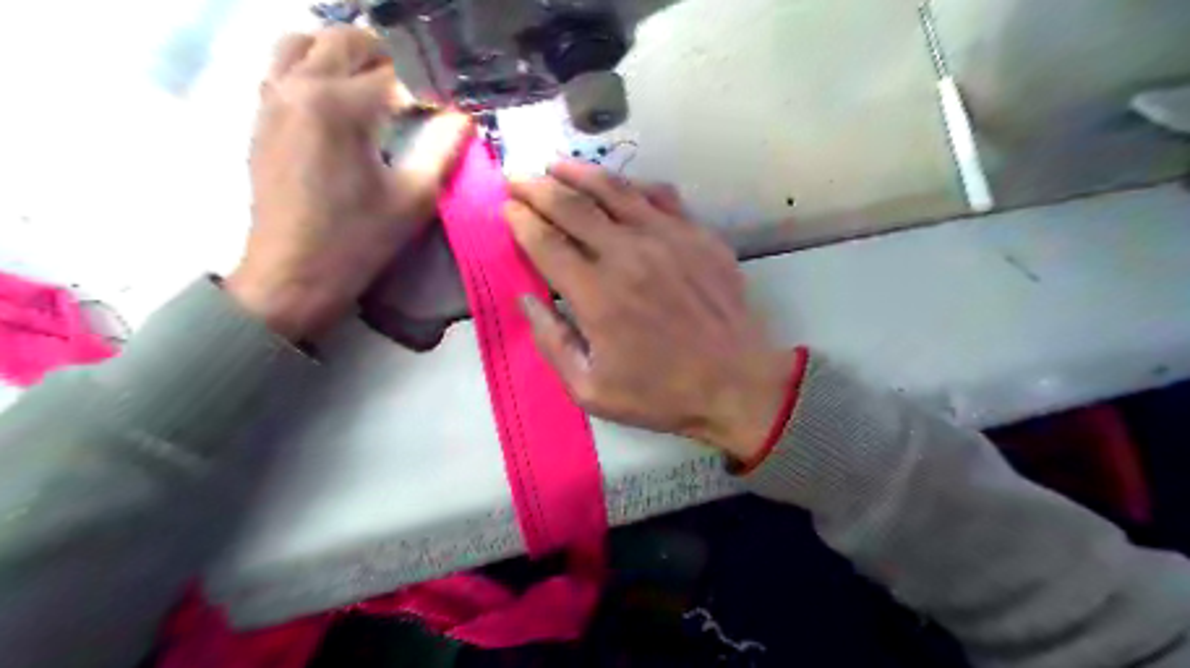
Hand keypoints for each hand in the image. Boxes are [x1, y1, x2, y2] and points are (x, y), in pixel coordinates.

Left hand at [228, 22, 474, 339]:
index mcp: (339, 106)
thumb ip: (443, 149)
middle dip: (388, 60)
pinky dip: (315, 69)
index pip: (394, 72)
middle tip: (416, 93)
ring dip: (344, 55)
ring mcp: (272, 99)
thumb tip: (464, 117)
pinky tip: (341, 106)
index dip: (428, 87)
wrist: (292, 275)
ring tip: (375, 87)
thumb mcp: (413, 198)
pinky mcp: (261, 119)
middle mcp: (299, 86)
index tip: (446, 110)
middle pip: (345, 41)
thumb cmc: (358, 240)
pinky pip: (283, 68)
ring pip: (304, 43)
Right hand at [502, 163, 786, 462]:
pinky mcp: (697, 234)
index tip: (506, 208)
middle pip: (571, 205)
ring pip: (614, 188)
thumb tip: (526, 299)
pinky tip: (620, 185)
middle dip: (536, 187)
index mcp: (596, 293)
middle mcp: (627, 253)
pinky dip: (632, 185)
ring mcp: (667, 237)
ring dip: (579, 172)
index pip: (545, 241)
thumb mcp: (591, 389)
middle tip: (518, 178)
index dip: (520, 220)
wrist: (737, 382)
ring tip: (556, 165)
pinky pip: (659, 195)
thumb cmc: (661, 393)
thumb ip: (553, 342)